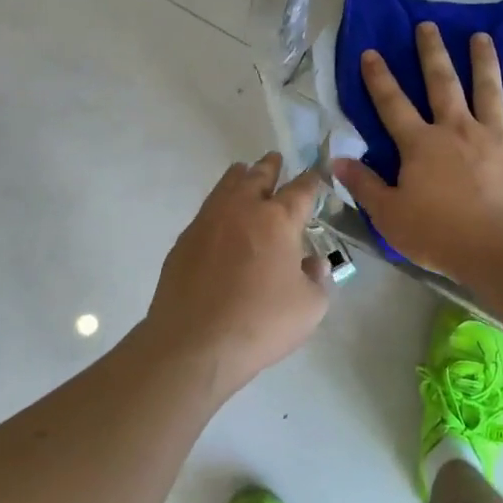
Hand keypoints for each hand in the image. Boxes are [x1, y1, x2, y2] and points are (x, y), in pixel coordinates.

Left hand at [142, 153, 330, 395]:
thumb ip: (317, 278)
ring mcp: (208, 221)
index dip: (312, 180)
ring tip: (245, 171)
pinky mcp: (185, 241)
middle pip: (259, 176)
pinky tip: (220, 218)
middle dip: (271, 166)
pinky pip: (207, 211)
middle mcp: (242, 209)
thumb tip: (312, 262)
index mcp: (278, 220)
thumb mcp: (310, 307)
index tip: (316, 174)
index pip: (301, 190)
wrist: (194, 344)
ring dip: (241, 176)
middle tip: (275, 159)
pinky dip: (219, 205)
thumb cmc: (260, 323)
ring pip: (227, 185)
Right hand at [334, 22, 502, 279]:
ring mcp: (496, 138)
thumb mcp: (389, 215)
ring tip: (482, 37)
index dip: (379, 78)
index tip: (371, 52)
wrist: (500, 249)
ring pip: (490, 91)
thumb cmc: (439, 234)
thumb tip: (337, 160)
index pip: (392, 105)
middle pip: (442, 84)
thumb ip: (364, 186)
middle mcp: (458, 130)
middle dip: (432, 53)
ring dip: (485, 62)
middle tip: (428, 25)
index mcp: (421, 144)